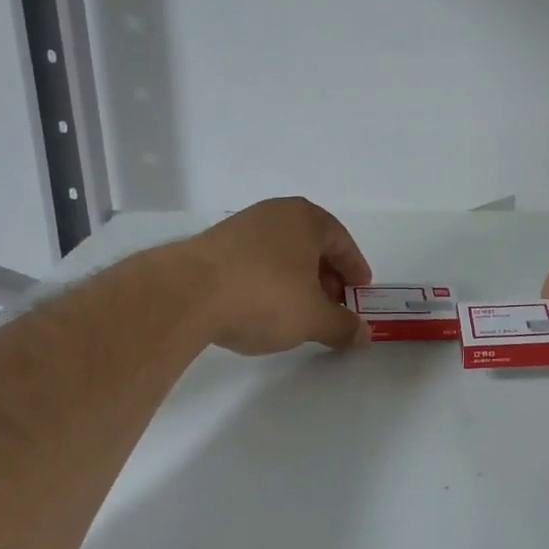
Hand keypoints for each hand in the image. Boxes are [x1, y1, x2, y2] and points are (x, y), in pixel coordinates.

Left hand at [186, 197, 373, 354]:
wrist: (185, 295)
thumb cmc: (263, 296)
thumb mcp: (312, 318)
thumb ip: (342, 326)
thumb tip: (364, 335)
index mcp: (306, 219)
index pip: (342, 241)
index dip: (355, 269)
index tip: (360, 292)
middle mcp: (275, 214)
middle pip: (312, 245)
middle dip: (326, 276)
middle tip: (332, 306)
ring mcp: (241, 226)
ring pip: (282, 252)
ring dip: (296, 279)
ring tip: (298, 311)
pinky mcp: (213, 245)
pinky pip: (255, 260)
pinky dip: (268, 280)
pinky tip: (263, 307)